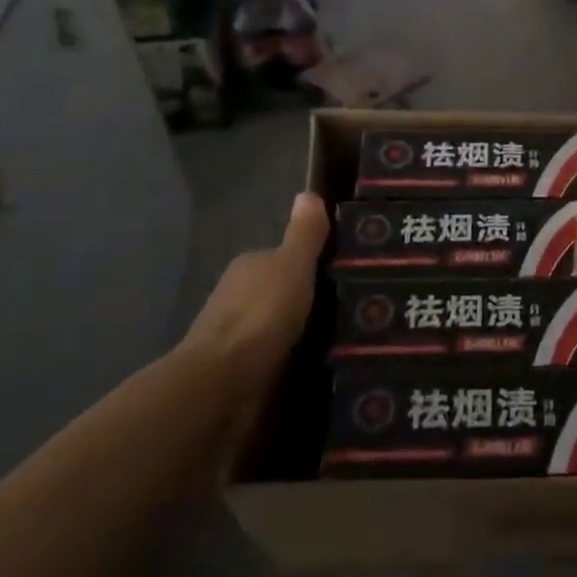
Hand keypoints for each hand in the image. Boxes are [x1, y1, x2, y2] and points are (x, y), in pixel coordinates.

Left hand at [181, 192, 329, 397]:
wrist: (222, 383)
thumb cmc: (261, 315)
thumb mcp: (293, 266)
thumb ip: (304, 234)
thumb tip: (308, 194)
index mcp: (251, 266)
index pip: (285, 257)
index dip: (313, 262)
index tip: (345, 273)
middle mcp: (240, 296)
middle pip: (282, 290)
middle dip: (309, 298)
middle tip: (354, 306)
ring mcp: (238, 335)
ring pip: (280, 325)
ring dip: (303, 330)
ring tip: (345, 338)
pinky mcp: (242, 371)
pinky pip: (277, 355)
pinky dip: (294, 357)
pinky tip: (320, 364)